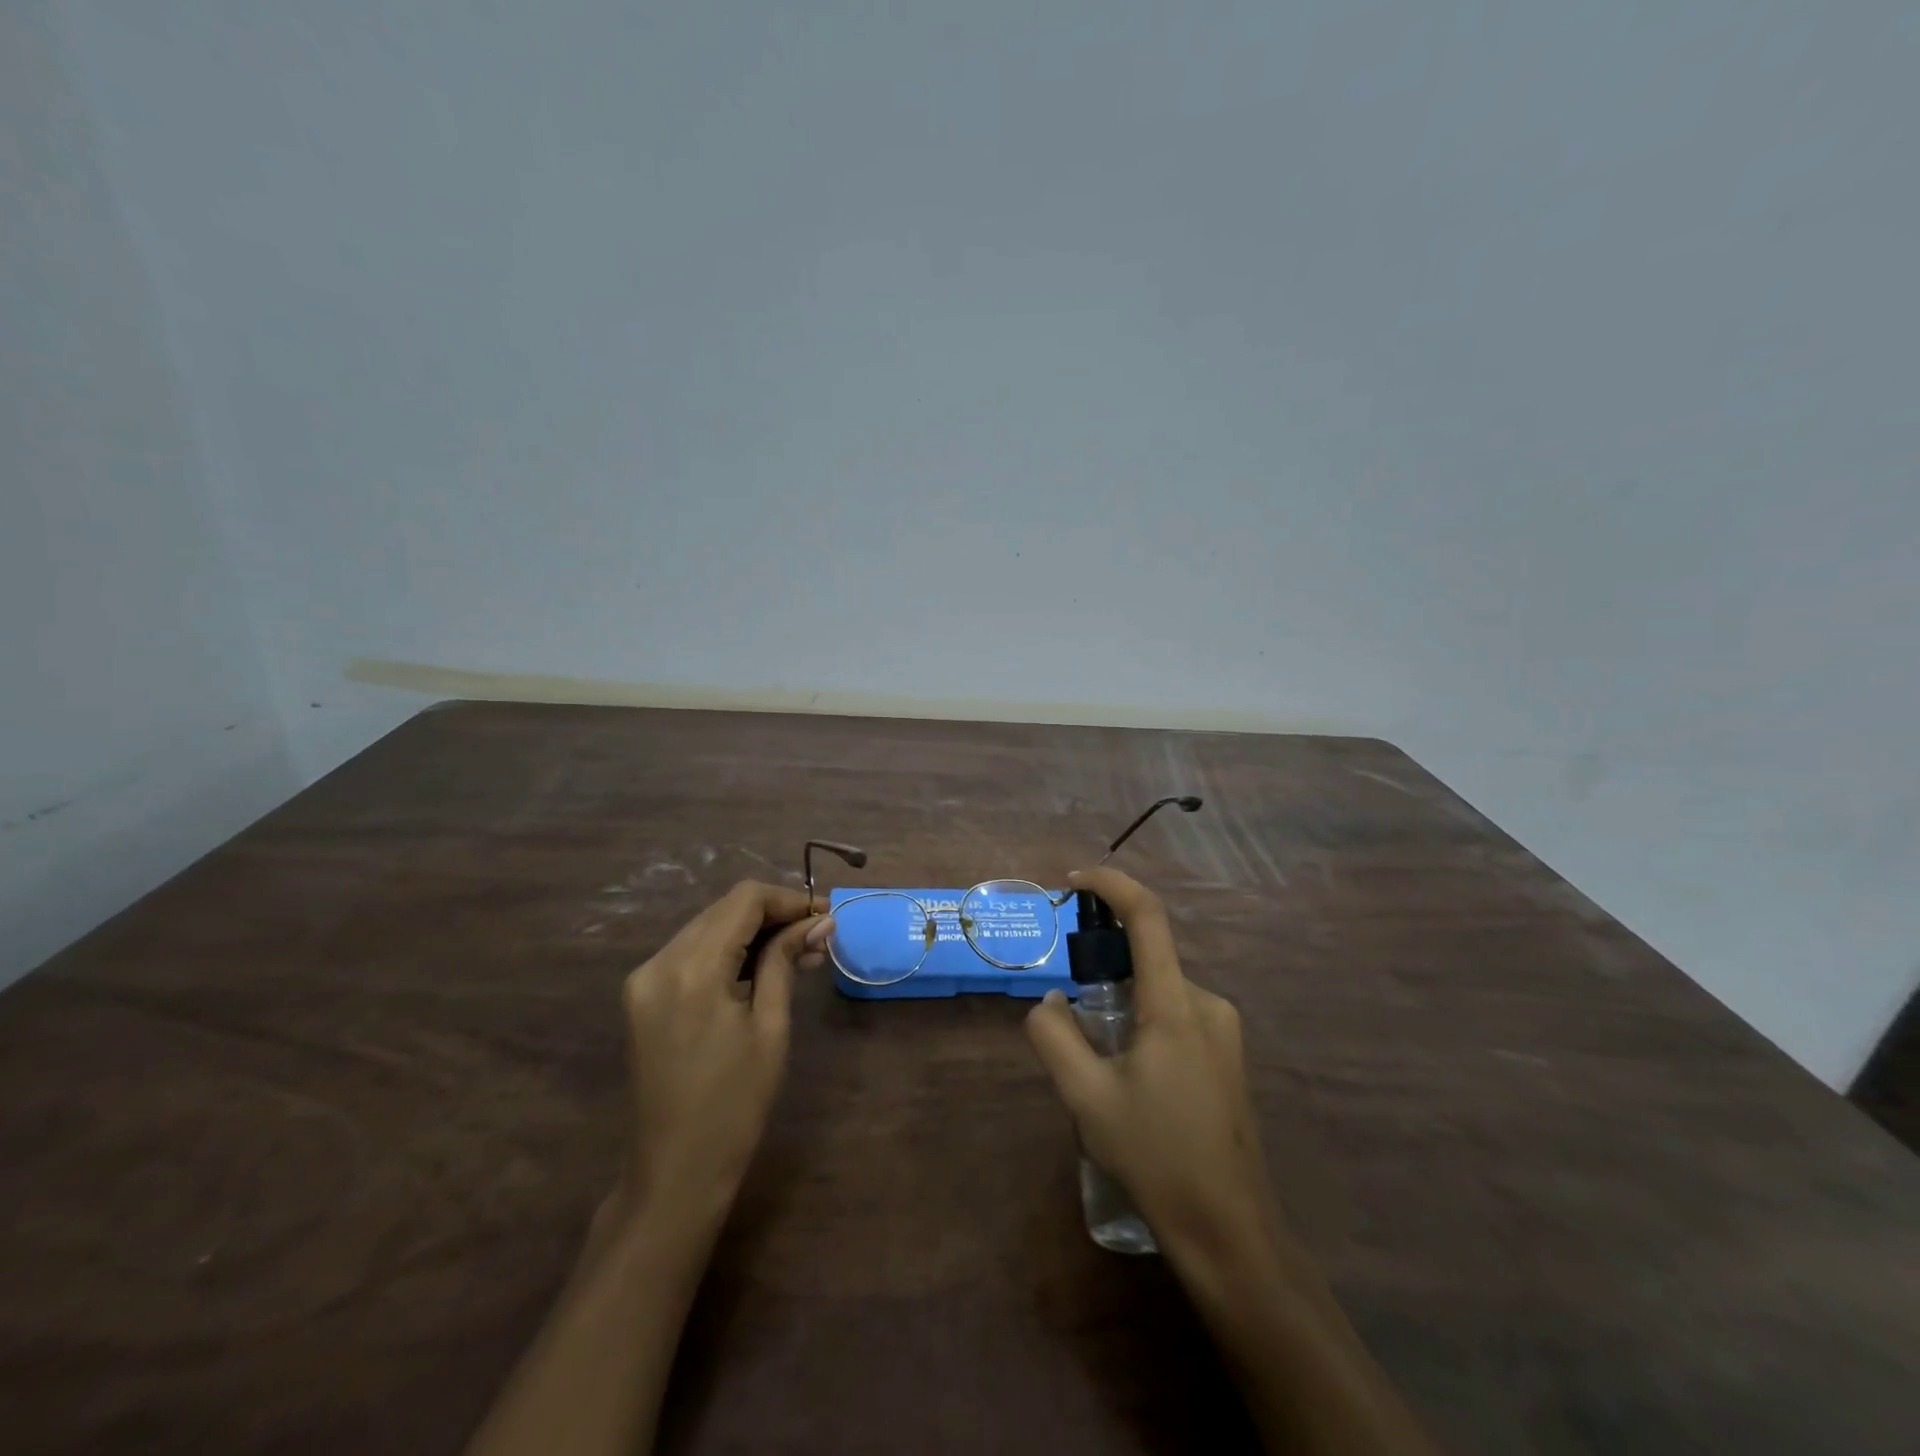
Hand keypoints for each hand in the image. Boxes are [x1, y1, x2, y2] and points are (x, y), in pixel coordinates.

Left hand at [614, 881, 831, 1228]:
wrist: (675, 1170)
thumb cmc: (735, 1103)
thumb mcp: (771, 1026)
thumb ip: (787, 961)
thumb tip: (820, 921)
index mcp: (692, 969)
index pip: (744, 900)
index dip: (789, 899)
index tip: (825, 918)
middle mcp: (659, 961)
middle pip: (724, 909)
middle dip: (773, 914)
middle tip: (817, 936)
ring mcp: (644, 978)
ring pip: (708, 926)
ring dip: (752, 931)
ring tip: (797, 953)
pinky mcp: (642, 995)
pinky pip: (691, 952)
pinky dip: (727, 950)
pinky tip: (759, 968)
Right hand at [1025, 867, 1281, 1267]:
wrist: (1229, 1230)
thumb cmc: (1156, 1157)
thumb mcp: (1086, 1097)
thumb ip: (1054, 1036)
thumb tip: (1050, 1002)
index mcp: (1175, 1005)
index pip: (1148, 918)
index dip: (1112, 884)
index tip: (1074, 881)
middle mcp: (1207, 1003)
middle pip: (1148, 958)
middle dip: (1104, 967)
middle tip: (1072, 1014)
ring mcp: (1223, 1030)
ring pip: (1159, 990)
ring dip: (1122, 1003)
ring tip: (1100, 1064)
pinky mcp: (1228, 1054)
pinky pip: (1176, 1014)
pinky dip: (1143, 1021)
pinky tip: (1131, 1078)